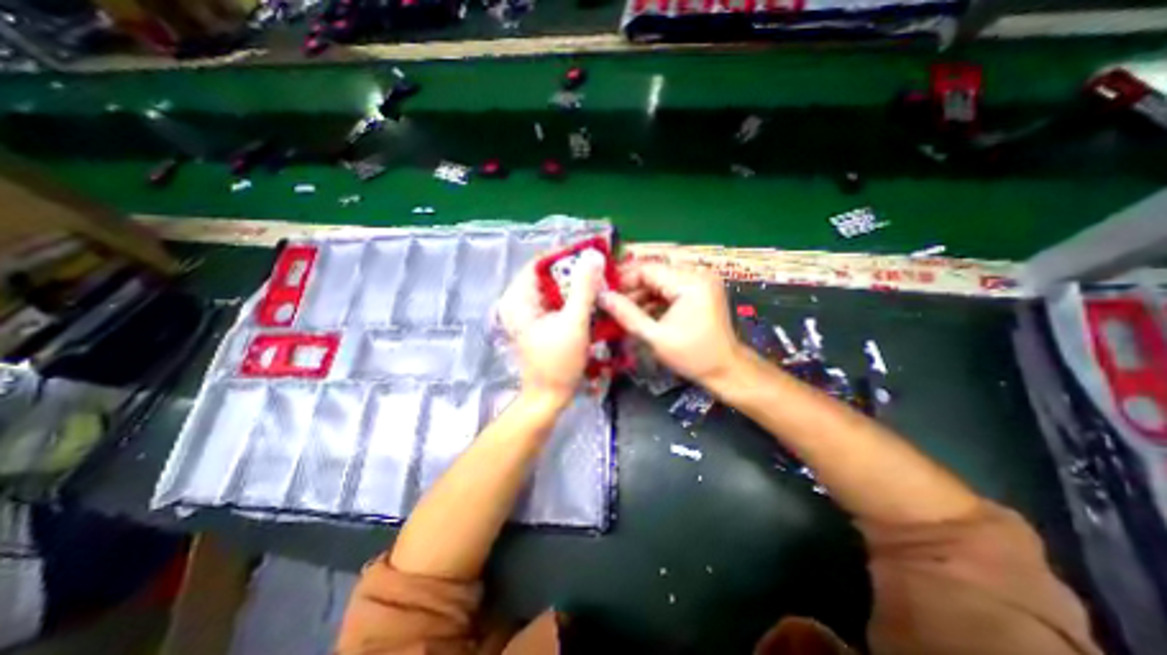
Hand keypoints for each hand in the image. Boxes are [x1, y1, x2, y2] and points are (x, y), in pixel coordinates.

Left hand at [493, 256, 601, 403]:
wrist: (549, 396)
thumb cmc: (558, 362)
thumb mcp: (573, 322)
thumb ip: (584, 288)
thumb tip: (593, 255)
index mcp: (518, 298)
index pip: (541, 262)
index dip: (567, 255)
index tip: (593, 253)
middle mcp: (519, 301)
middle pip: (549, 275)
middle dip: (576, 271)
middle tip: (602, 270)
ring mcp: (529, 312)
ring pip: (555, 288)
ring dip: (577, 285)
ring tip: (601, 282)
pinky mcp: (539, 322)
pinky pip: (557, 301)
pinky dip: (574, 298)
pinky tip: (591, 300)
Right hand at [595, 261, 741, 385]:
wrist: (725, 370)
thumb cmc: (693, 356)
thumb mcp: (655, 337)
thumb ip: (627, 314)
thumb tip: (602, 297)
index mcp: (690, 282)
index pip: (648, 269)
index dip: (623, 278)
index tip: (603, 291)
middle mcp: (697, 274)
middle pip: (654, 273)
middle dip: (630, 287)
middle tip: (609, 302)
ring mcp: (699, 282)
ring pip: (659, 281)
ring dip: (640, 294)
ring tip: (620, 309)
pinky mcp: (698, 291)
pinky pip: (669, 289)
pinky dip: (653, 299)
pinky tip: (638, 311)